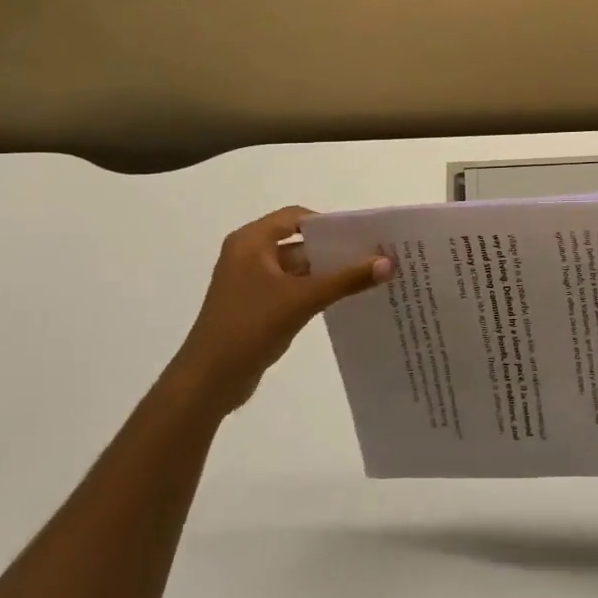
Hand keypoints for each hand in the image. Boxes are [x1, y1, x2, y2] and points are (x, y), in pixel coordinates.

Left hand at [175, 207, 391, 416]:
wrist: (208, 381)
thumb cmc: (250, 327)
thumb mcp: (302, 299)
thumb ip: (346, 280)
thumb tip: (389, 263)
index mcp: (251, 242)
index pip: (296, 217)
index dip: (329, 224)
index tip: (361, 236)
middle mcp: (249, 255)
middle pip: (299, 242)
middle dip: (333, 250)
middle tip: (372, 256)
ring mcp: (250, 282)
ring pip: (297, 268)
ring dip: (326, 272)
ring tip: (366, 278)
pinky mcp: (255, 306)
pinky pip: (291, 288)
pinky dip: (314, 291)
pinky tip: (342, 300)